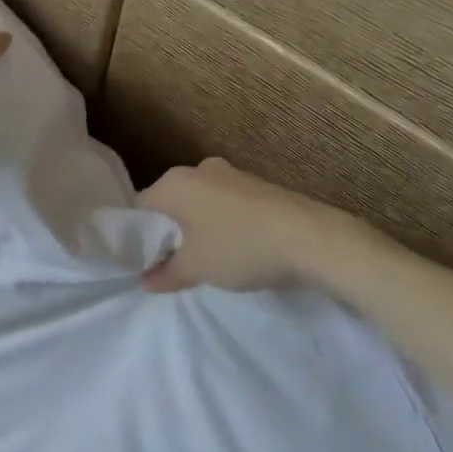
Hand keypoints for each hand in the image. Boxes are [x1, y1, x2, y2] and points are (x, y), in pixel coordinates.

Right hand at [135, 157, 375, 292]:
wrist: (314, 239)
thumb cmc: (241, 247)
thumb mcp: (196, 268)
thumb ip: (165, 274)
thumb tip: (145, 281)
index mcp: (174, 183)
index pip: (139, 208)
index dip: (137, 237)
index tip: (144, 262)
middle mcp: (198, 170)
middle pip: (169, 204)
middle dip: (168, 232)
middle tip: (171, 263)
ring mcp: (231, 174)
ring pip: (198, 203)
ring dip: (197, 228)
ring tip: (205, 259)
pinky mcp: (257, 185)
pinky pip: (224, 204)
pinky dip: (221, 224)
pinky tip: (234, 247)